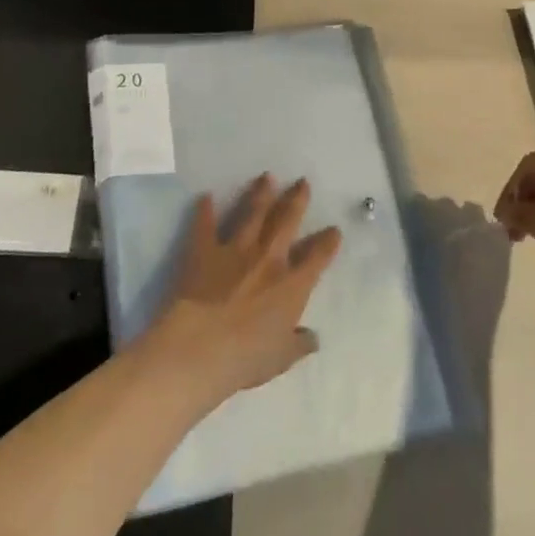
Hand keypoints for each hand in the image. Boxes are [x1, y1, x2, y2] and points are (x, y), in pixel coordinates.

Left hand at [142, 176, 341, 407]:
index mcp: (292, 285)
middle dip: (297, 200)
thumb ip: (299, 344)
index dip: (327, 242)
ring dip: (261, 194)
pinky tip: (205, 196)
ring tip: (267, 177)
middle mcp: (268, 258)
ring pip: (252, 213)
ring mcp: (235, 250)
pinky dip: (205, 210)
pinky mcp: (204, 250)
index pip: (317, 257)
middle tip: (302, 182)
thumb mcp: (281, 358)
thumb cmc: (246, 358)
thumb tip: (313, 338)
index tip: (334, 229)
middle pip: (287, 221)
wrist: (200, 348)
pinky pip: (205, 225)